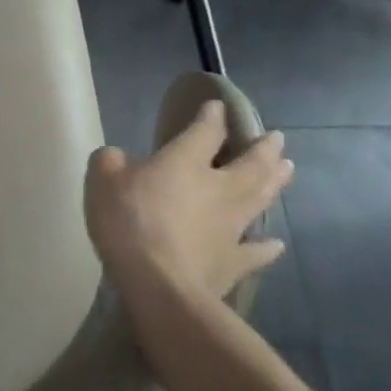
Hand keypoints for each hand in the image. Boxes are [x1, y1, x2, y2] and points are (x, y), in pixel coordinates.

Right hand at [85, 101, 292, 299]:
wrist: (159, 284)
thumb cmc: (128, 222)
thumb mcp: (102, 179)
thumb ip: (111, 161)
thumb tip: (120, 157)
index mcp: (185, 162)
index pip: (205, 131)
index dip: (211, 117)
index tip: (217, 106)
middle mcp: (218, 188)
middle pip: (250, 163)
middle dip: (264, 148)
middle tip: (278, 138)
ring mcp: (231, 226)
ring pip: (261, 198)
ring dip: (276, 182)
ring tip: (289, 168)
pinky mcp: (234, 262)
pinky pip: (256, 251)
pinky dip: (268, 247)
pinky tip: (277, 243)